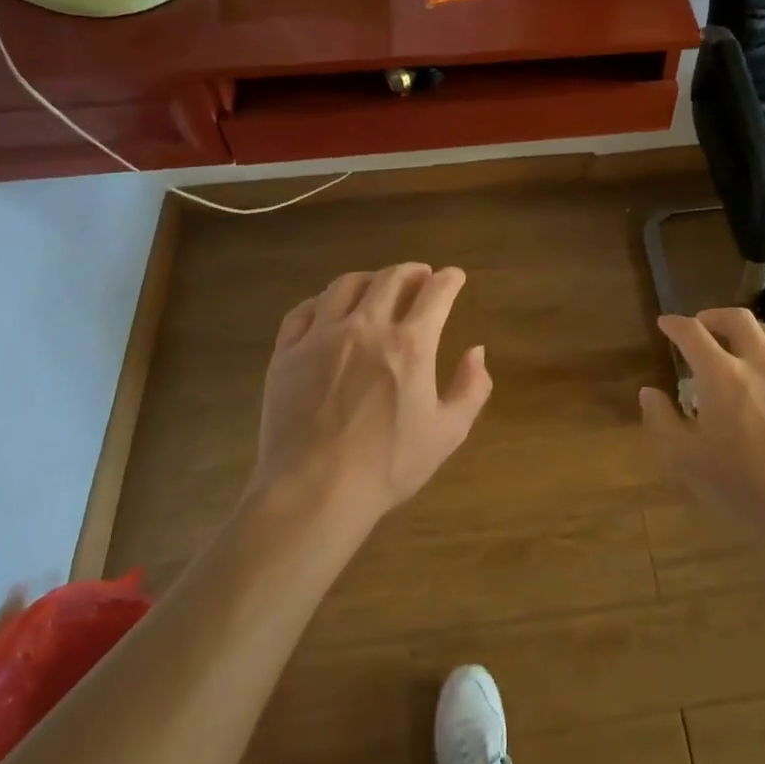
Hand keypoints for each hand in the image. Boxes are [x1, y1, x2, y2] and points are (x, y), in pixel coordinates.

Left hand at [253, 264, 491, 525]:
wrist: (314, 491)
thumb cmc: (388, 466)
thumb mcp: (447, 433)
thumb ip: (471, 388)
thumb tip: (477, 351)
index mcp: (410, 344)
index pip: (436, 292)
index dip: (449, 279)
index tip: (454, 277)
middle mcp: (367, 327)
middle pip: (391, 278)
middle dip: (412, 271)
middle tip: (420, 276)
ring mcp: (322, 336)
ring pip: (346, 285)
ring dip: (370, 279)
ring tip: (377, 286)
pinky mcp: (287, 351)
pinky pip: (305, 309)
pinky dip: (324, 300)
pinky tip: (330, 308)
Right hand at [640, 308, 764, 535]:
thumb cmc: (745, 489)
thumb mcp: (687, 462)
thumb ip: (662, 421)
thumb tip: (650, 392)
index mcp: (723, 377)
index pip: (693, 334)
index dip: (675, 324)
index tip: (666, 324)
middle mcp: (762, 364)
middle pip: (739, 320)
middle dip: (715, 316)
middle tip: (703, 325)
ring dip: (752, 330)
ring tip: (743, 342)